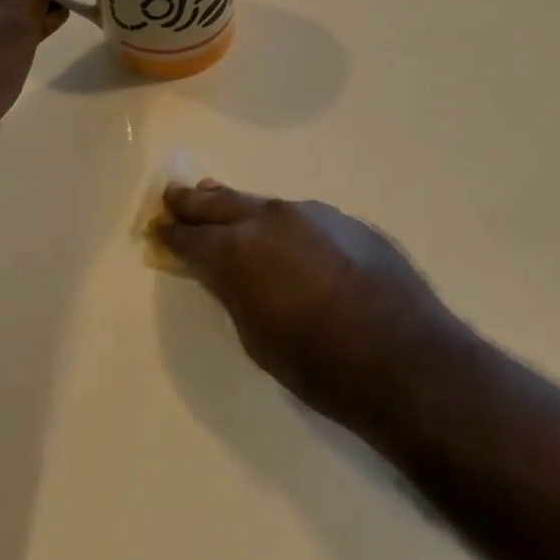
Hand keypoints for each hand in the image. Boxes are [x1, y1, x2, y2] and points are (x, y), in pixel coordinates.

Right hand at [155, 182, 464, 435]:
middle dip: (194, 202)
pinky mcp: (344, 220)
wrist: (402, 353)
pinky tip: (281, 234)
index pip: (193, 237)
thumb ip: (235, 293)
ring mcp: (311, 213)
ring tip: (219, 201)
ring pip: (262, 205)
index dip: (172, 235)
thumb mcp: (257, 338)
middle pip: (222, 203)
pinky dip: (279, 222)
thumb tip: (224, 271)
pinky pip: (299, 216)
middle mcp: (270, 219)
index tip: (158, 229)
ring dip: (239, 207)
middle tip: (174, 196)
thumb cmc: (318, 363)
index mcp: (239, 251)